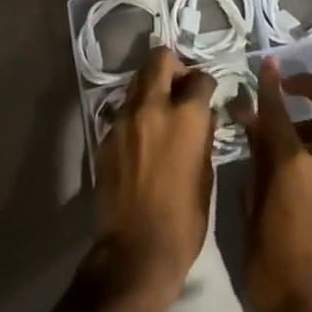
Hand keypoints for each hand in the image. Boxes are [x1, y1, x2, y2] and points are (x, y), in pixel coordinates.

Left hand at [90, 47, 216, 311]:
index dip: (206, 84)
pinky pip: (122, 111)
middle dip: (174, 66)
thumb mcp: (206, 174)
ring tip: (160, 112)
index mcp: (185, 116)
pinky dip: (135, 114)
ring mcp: (123, 120)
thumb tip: (202, 117)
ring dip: (151, 88)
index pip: (199, 77)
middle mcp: (152, 107)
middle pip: (159, 59)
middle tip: (180, 87)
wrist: (136, 252)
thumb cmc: (184, 219)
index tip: (207, 94)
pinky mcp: (105, 137)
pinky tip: (142, 138)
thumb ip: (202, 135)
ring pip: (137, 82)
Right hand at [239, 61, 311, 311]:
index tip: (268, 64)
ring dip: (311, 127)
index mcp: (295, 166)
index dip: (271, 84)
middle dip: (311, 86)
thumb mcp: (251, 213)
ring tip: (282, 149)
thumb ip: (256, 164)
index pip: (279, 111)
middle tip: (288, 89)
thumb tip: (253, 128)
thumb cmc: (270, 269)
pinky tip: (296, 180)